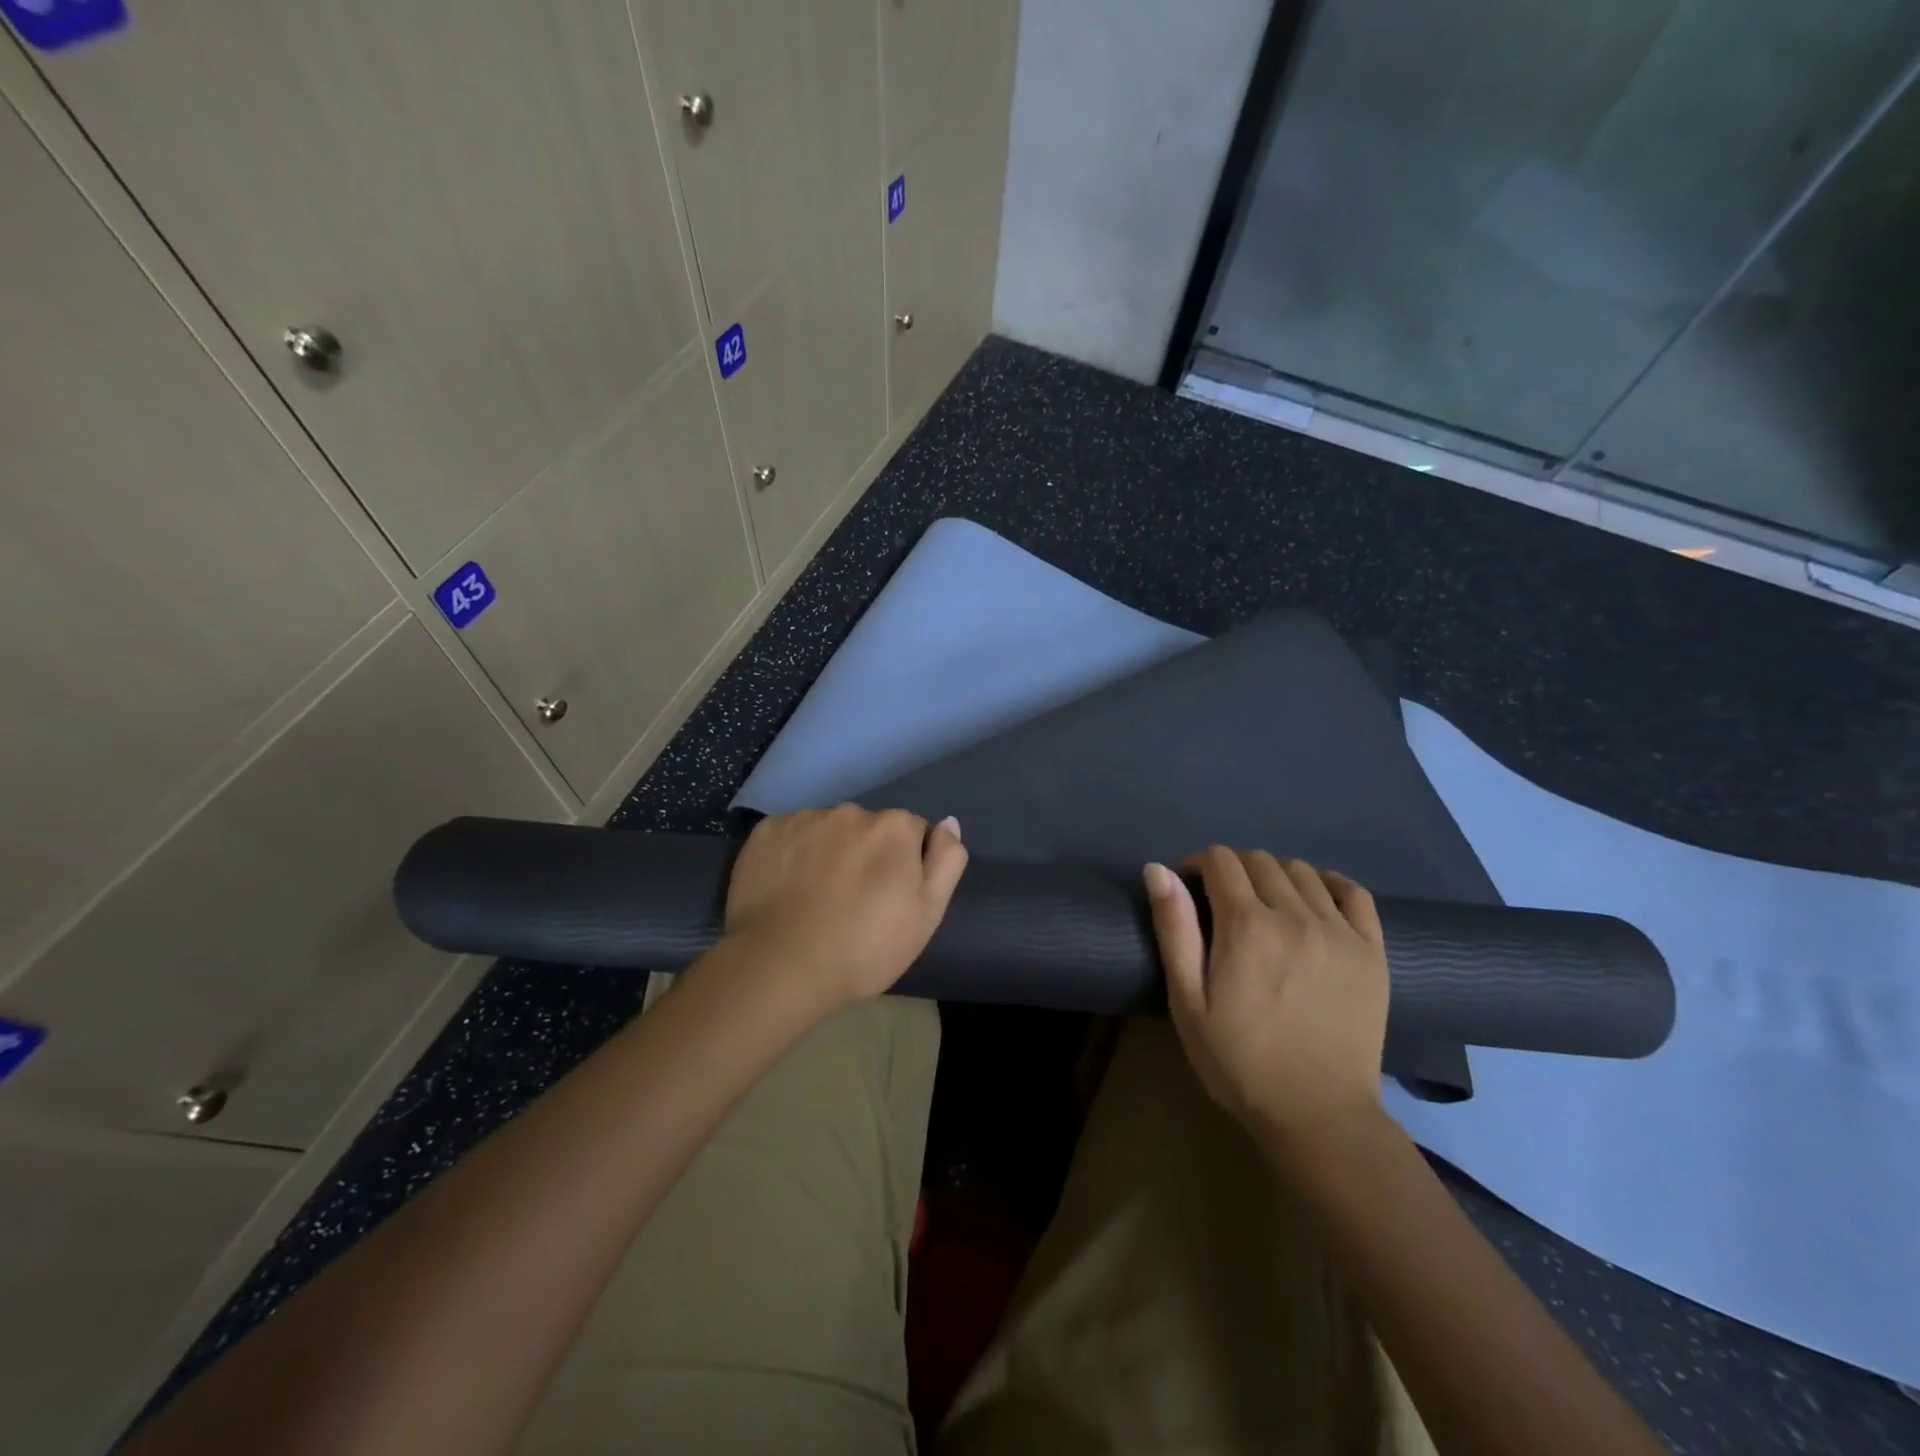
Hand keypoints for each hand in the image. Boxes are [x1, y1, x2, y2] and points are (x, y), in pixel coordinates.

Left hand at [722, 805, 968, 1009]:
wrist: (781, 966)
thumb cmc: (865, 947)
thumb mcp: (926, 915)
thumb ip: (946, 862)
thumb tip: (949, 823)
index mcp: (894, 827)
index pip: (911, 833)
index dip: (905, 865)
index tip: (889, 898)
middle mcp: (851, 812)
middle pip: (867, 829)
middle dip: (865, 854)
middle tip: (853, 901)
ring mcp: (805, 819)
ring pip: (827, 831)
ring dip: (828, 852)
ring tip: (815, 898)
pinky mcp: (766, 832)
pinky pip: (790, 836)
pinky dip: (791, 854)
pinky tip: (785, 889)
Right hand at [1144, 848, 1388, 1146]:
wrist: (1318, 1115)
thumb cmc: (1239, 1062)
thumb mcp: (1188, 1002)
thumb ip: (1174, 930)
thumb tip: (1158, 870)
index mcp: (1246, 926)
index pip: (1221, 860)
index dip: (1199, 864)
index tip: (1190, 889)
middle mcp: (1295, 915)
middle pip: (1259, 860)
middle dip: (1233, 869)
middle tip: (1223, 903)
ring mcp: (1340, 931)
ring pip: (1301, 870)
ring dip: (1275, 875)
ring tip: (1266, 906)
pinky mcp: (1372, 950)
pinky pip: (1353, 892)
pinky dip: (1329, 884)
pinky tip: (1315, 900)